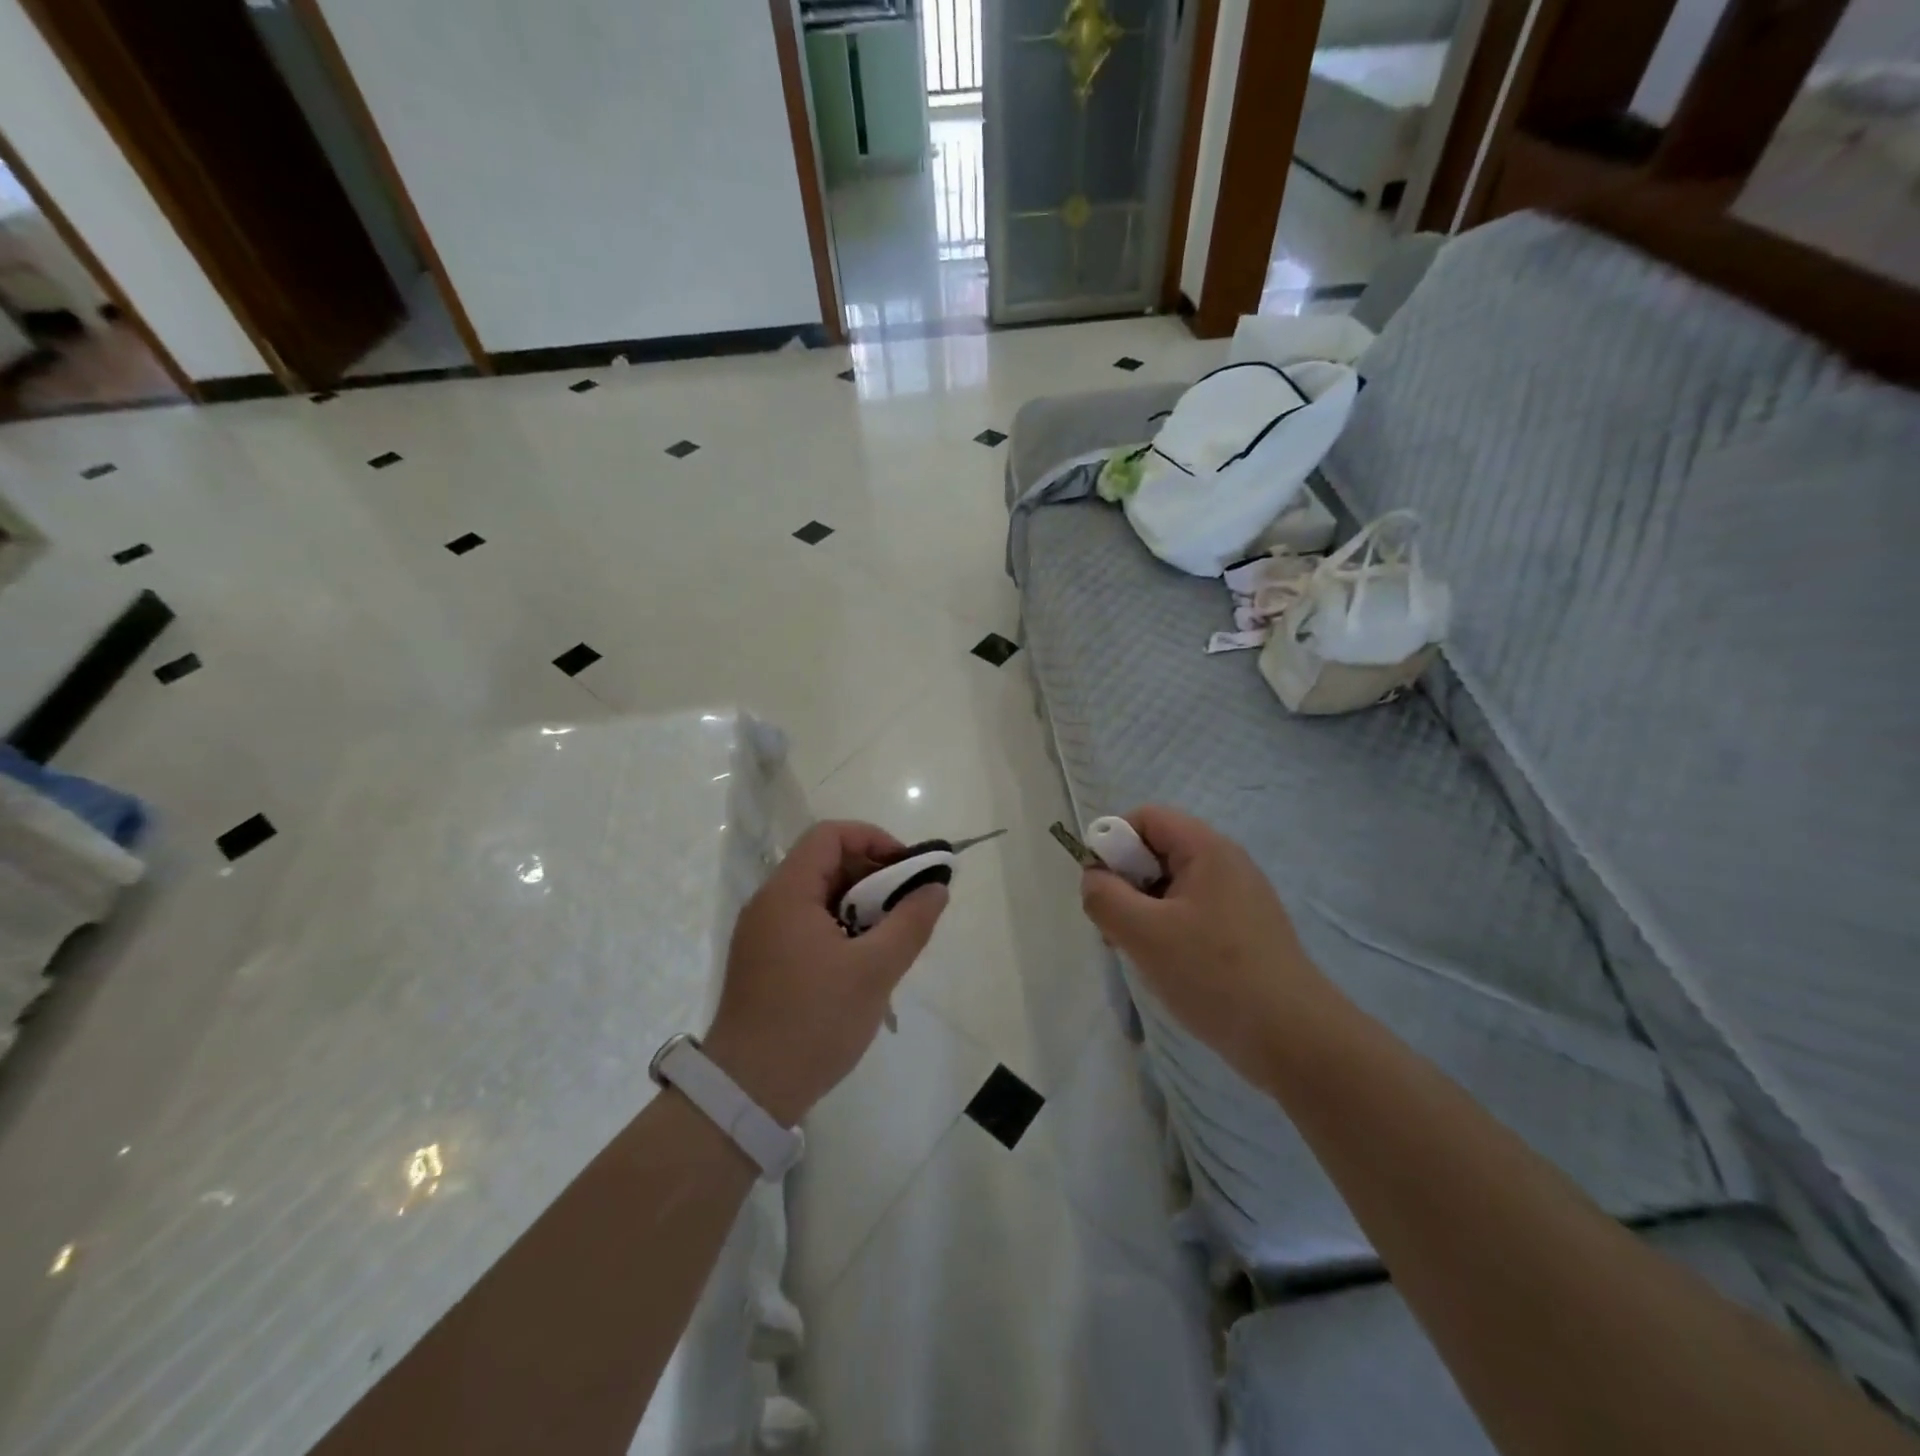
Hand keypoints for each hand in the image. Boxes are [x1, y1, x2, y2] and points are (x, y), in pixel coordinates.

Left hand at [704, 821, 947, 1125]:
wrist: (749, 1092)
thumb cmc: (814, 1021)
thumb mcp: (874, 971)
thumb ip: (911, 922)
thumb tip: (936, 888)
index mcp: (787, 893)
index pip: (830, 835)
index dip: (873, 839)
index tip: (906, 870)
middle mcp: (769, 903)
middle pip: (824, 863)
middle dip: (872, 875)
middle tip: (906, 906)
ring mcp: (762, 934)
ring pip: (818, 896)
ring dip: (858, 905)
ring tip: (889, 936)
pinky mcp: (764, 962)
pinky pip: (807, 924)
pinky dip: (840, 927)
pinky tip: (862, 961)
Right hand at [1079, 806, 1322, 1077]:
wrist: (1294, 1040)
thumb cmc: (1214, 975)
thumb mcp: (1143, 933)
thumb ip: (1104, 897)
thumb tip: (1093, 879)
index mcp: (1207, 849)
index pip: (1146, 818)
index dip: (1112, 842)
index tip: (1100, 888)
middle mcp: (1226, 864)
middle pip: (1158, 851)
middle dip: (1126, 883)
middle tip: (1117, 927)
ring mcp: (1239, 899)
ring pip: (1171, 887)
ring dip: (1144, 912)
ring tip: (1140, 954)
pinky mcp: (1245, 932)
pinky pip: (1192, 914)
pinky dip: (1169, 932)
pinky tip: (1168, 969)